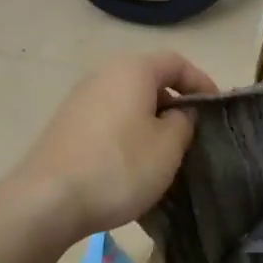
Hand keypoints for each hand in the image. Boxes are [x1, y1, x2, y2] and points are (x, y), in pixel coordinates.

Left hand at [12, 52, 217, 240]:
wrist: (47, 200)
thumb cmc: (119, 167)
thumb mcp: (168, 146)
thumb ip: (184, 122)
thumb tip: (178, 114)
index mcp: (132, 70)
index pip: (176, 62)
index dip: (201, 82)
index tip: (215, 109)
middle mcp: (103, 75)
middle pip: (149, 80)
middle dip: (174, 104)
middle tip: (192, 135)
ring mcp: (79, 100)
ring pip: (127, 103)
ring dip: (149, 122)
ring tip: (164, 154)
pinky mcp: (65, 126)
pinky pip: (107, 121)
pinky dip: (126, 135)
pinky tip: (130, 166)